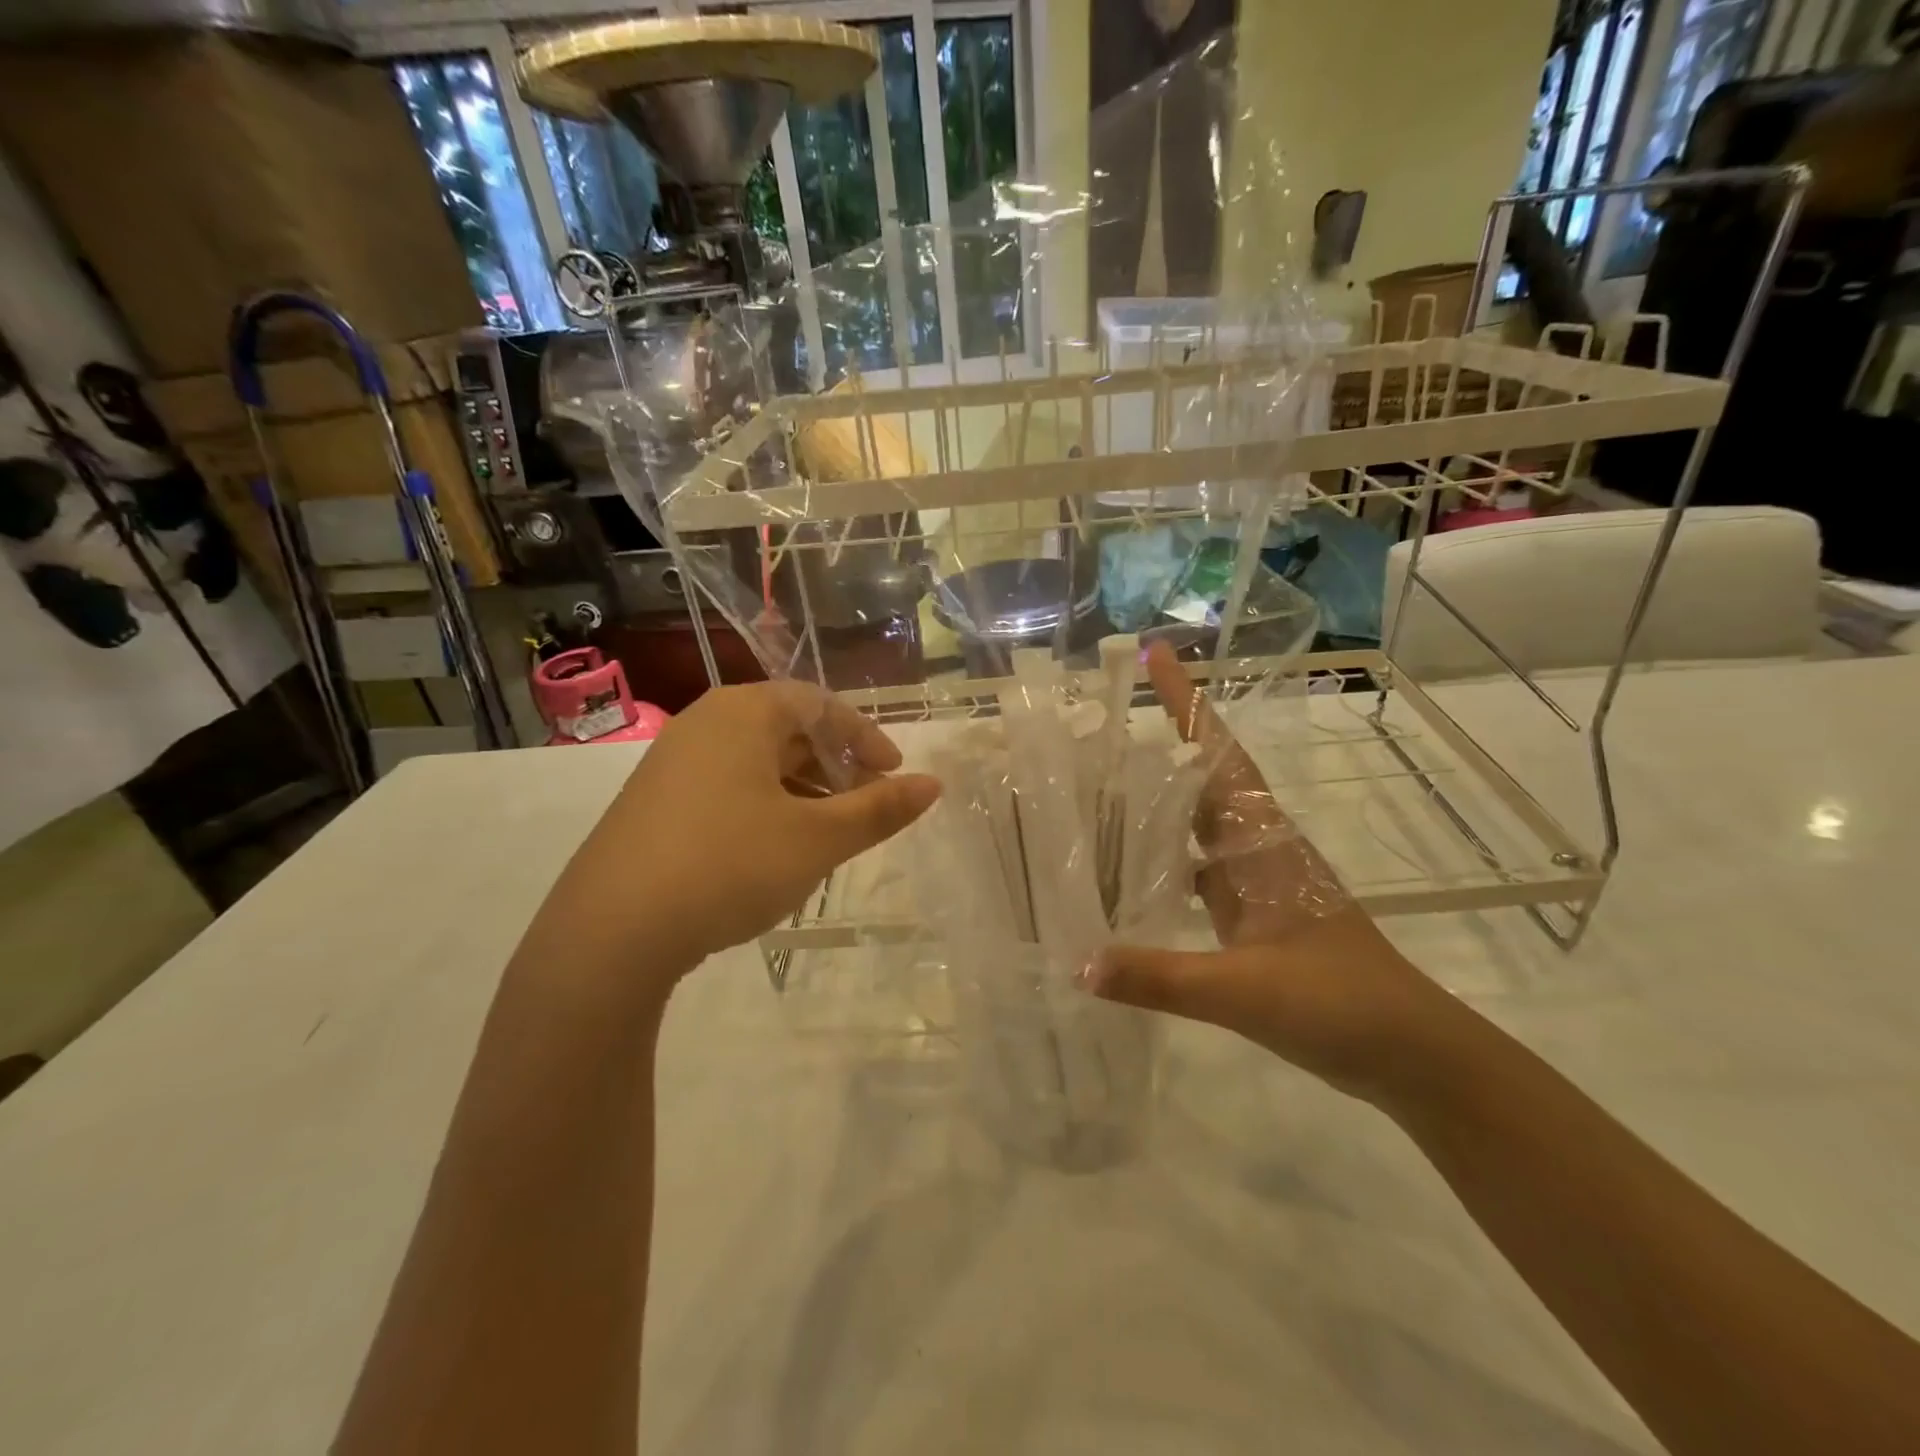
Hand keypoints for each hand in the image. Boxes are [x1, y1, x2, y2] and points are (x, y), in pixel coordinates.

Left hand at [537, 681, 939, 982]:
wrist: (610, 931)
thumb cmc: (730, 865)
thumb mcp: (817, 839)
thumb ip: (879, 809)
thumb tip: (933, 785)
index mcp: (743, 713)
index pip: (821, 704)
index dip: (866, 737)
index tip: (894, 775)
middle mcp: (704, 724)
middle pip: (787, 729)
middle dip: (835, 765)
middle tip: (864, 805)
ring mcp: (671, 763)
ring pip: (756, 761)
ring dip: (802, 789)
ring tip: (827, 832)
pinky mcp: (653, 803)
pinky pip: (726, 786)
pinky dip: (765, 805)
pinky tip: (775, 850)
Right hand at [1084, 643, 1454, 1101]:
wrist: (1410, 1053)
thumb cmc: (1340, 1004)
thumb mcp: (1245, 992)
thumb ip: (1160, 977)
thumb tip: (1077, 963)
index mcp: (1263, 843)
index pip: (1219, 754)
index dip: (1188, 703)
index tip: (1155, 654)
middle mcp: (1258, 848)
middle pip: (1203, 777)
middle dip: (1159, 739)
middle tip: (1098, 720)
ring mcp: (1256, 881)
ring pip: (1197, 823)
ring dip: (1156, 799)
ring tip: (1098, 786)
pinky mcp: (1253, 913)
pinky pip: (1197, 867)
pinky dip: (1163, 858)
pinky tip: (1127, 872)